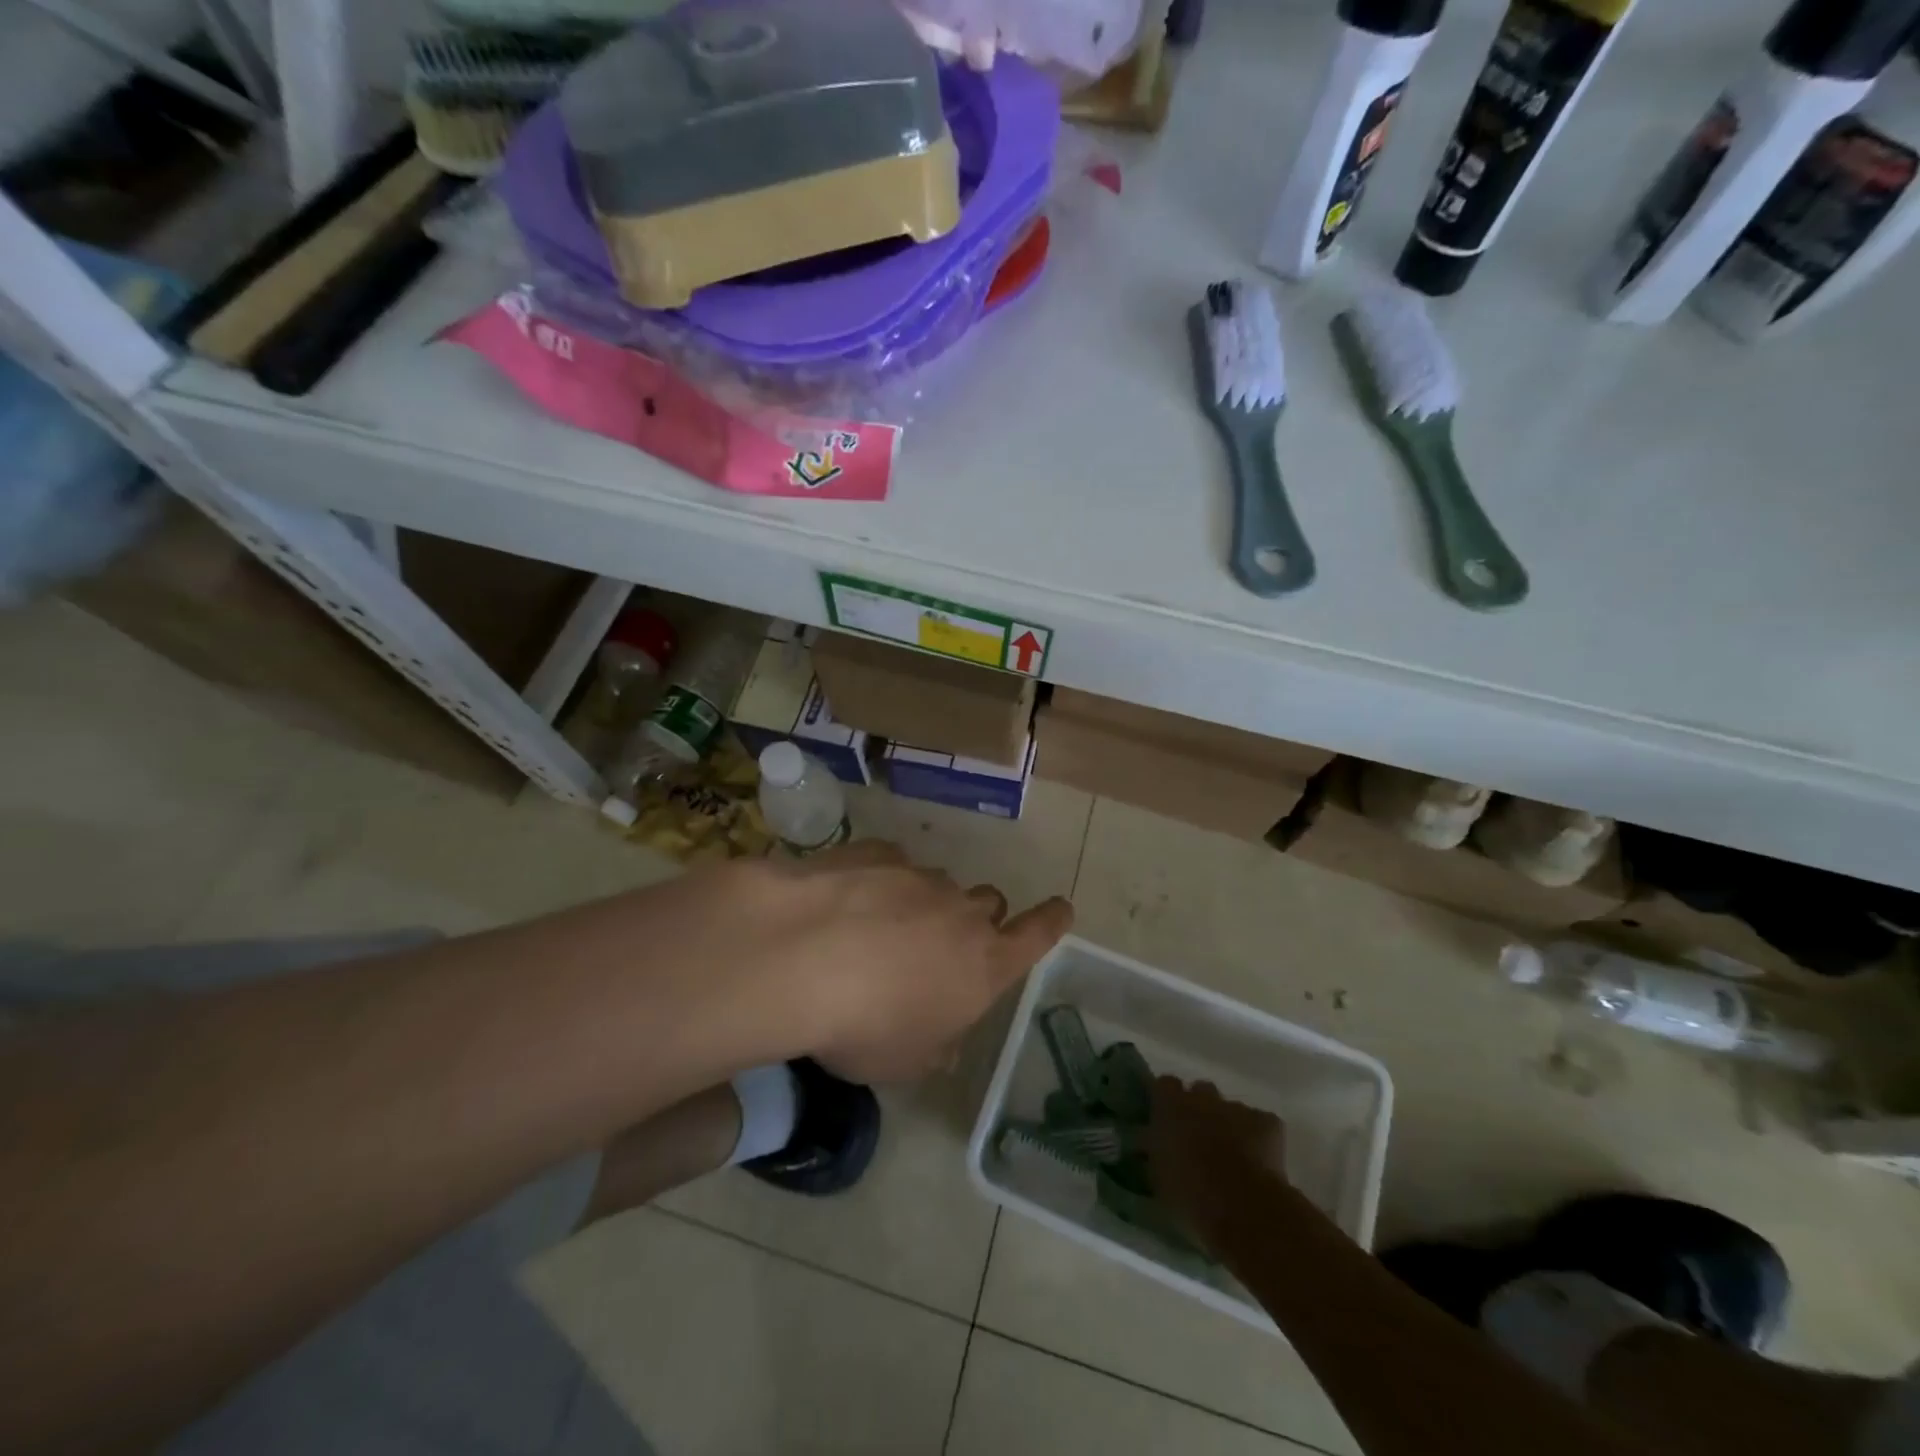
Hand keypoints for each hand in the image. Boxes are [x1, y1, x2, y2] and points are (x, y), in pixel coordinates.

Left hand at [713, 842, 1072, 1084]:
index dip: (1052, 922)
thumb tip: (941, 1039)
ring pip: (938, 884)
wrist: (800, 955)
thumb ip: (935, 1046)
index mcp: (983, 965)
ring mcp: (919, 876)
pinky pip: (891, 864)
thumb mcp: (905, 1062)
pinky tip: (846, 904)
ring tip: (878, 931)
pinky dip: (880, 882)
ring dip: (922, 904)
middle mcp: (961, 912)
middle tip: (941, 946)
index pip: (1037, 935)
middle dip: (975, 920)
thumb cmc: (864, 1026)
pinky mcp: (876, 853)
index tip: (1060, 908)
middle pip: (988, 904)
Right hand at [1146, 1077, 1288, 1249]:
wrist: (1243, 1207)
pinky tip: (1258, 1161)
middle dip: (1200, 1110)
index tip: (1166, 1119)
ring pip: (1231, 1109)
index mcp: (1171, 1105)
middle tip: (1198, 1139)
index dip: (1167, 1100)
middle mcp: (1203, 1098)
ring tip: (1231, 1156)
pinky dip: (1259, 1137)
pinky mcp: (1268, 1123)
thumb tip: (1151, 1145)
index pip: (1165, 1084)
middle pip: (1200, 1091)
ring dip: (1229, 1125)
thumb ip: (1155, 1151)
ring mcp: (1238, 1108)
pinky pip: (1261, 1123)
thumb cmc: (1190, 1194)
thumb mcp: (1158, 1176)